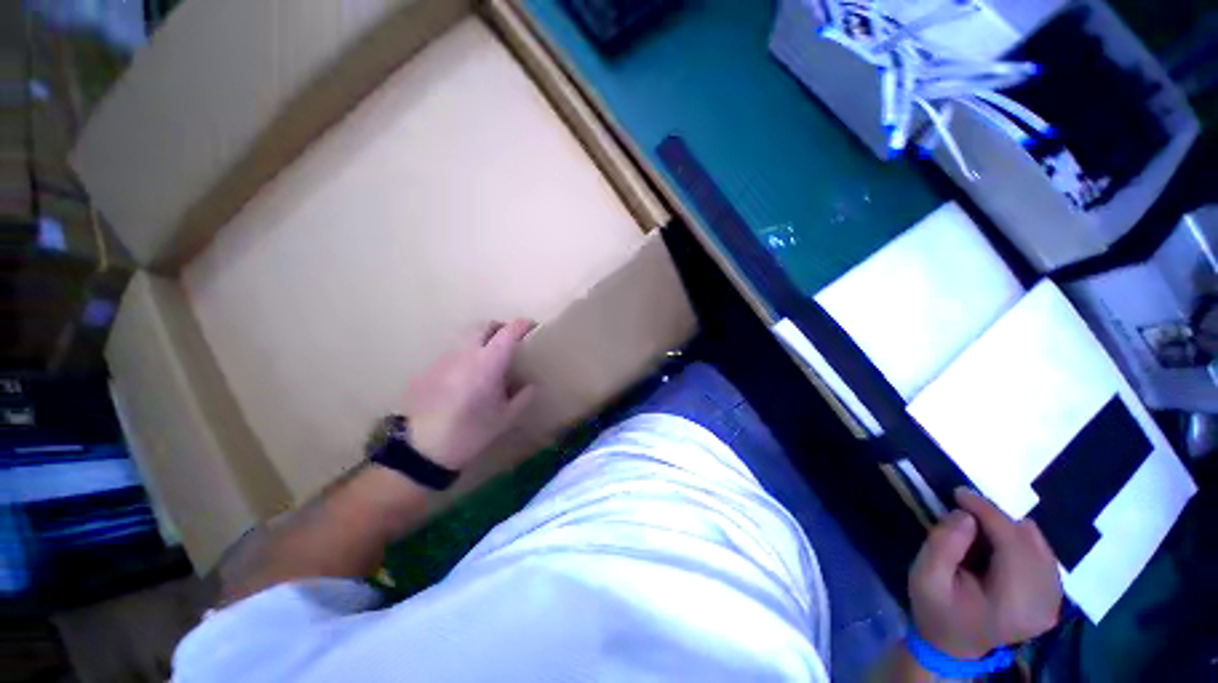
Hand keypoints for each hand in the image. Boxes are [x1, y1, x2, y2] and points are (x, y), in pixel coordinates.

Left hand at [401, 320, 536, 469]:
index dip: (522, 325)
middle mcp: (465, 354)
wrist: (424, 450)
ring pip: (465, 338)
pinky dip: (465, 356)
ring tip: (489, 360)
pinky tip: (467, 378)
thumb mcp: (506, 418)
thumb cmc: (472, 432)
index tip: (532, 327)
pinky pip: (452, 354)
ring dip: (481, 341)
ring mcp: (444, 359)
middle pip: (483, 325)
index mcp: (488, 363)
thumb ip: (523, 397)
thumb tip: (532, 385)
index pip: (508, 332)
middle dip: (499, 327)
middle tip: (509, 341)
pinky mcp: (429, 369)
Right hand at [908, 488, 1061, 659]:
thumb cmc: (935, 610)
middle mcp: (1045, 602)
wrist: (952, 645)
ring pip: (1038, 544)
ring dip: (1006, 530)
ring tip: (977, 532)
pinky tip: (997, 548)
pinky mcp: (1053, 597)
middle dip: (995, 519)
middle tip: (963, 512)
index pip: (1012, 544)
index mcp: (1015, 604)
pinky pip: (1041, 554)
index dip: (988, 512)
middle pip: (1029, 541)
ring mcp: (1053, 601)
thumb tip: (966, 515)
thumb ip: (943, 544)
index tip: (959, 492)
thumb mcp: (924, 577)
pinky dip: (1017, 542)